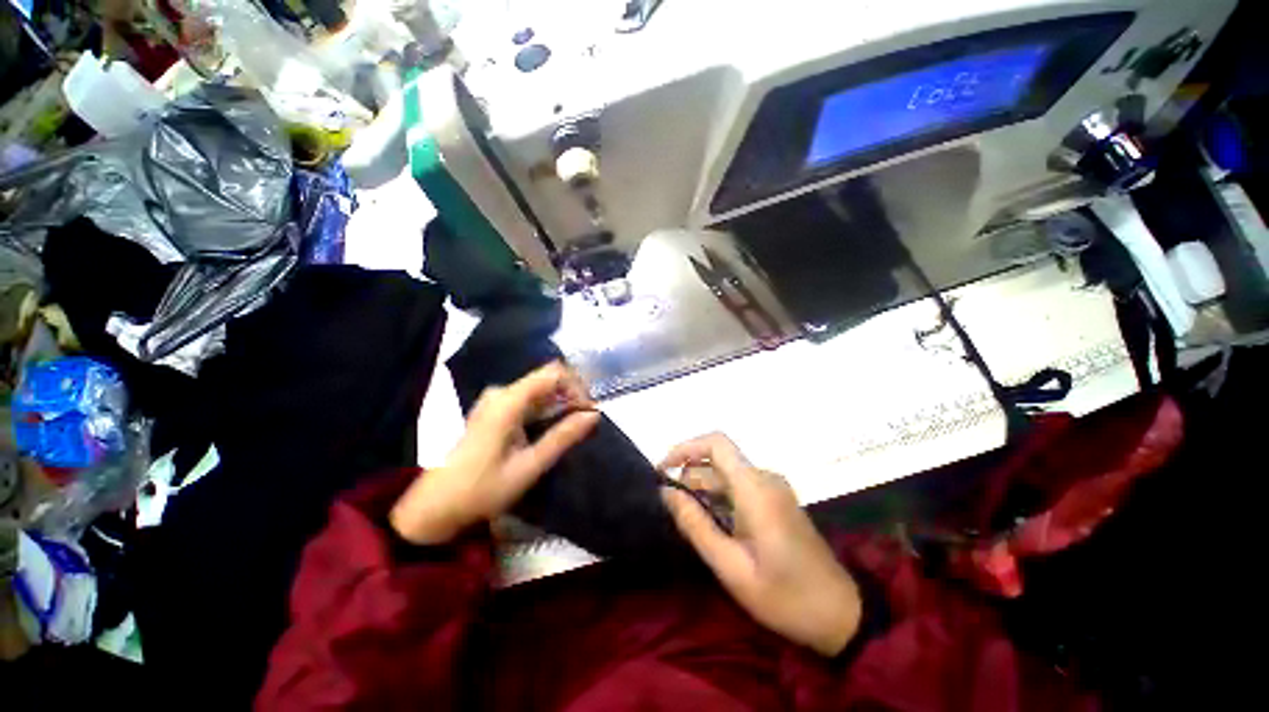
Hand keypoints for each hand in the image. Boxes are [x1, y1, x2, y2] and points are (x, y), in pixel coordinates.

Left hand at [391, 363, 599, 544]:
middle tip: (586, 421)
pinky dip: (547, 410)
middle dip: (572, 395)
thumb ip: (563, 437)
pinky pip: (530, 400)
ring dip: (561, 403)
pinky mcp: (495, 410)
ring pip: (541, 389)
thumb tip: (594, 415)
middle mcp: (502, 392)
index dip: (577, 386)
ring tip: (574, 427)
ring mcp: (497, 400)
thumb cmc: (482, 489)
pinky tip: (554, 429)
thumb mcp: (529, 466)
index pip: (554, 373)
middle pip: (548, 378)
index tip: (589, 411)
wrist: (436, 506)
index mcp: (508, 401)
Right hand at [660, 434, 860, 655]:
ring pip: (727, 475)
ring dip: (703, 490)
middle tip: (670, 509)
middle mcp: (765, 478)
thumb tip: (666, 492)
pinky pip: (739, 487)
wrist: (841, 614)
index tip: (662, 470)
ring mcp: (773, 488)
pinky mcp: (776, 500)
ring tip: (687, 521)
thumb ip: (696, 525)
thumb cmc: (785, 596)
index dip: (685, 448)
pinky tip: (711, 525)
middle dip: (689, 477)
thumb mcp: (732, 567)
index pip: (716, 444)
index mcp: (755, 488)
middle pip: (718, 461)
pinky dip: (718, 498)